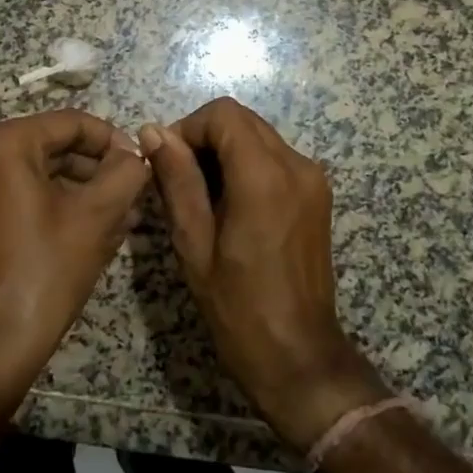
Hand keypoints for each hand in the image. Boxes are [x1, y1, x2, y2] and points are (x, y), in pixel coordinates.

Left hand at [0, 110, 151, 398]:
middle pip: (53, 147)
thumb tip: (136, 155)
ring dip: (82, 190)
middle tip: (134, 193)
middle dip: (98, 169)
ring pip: (39, 175)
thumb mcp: (97, 216)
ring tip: (123, 217)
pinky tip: (93, 232)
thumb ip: (125, 173)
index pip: (71, 123)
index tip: (141, 165)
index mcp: (3, 145)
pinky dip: (56, 207)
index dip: (113, 140)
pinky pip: (21, 198)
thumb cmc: (45, 271)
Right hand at [142, 98, 386, 450]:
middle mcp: (296, 165)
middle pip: (243, 120)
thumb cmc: (238, 309)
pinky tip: (230, 205)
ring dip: (225, 151)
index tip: (166, 161)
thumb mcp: (194, 244)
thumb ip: (177, 180)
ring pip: (259, 136)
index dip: (188, 127)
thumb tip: (154, 132)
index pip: (223, 114)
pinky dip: (247, 165)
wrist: (299, 357)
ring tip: (201, 196)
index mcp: (265, 176)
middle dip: (205, 137)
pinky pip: (276, 158)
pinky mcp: (318, 194)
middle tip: (179, 179)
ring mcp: (313, 178)